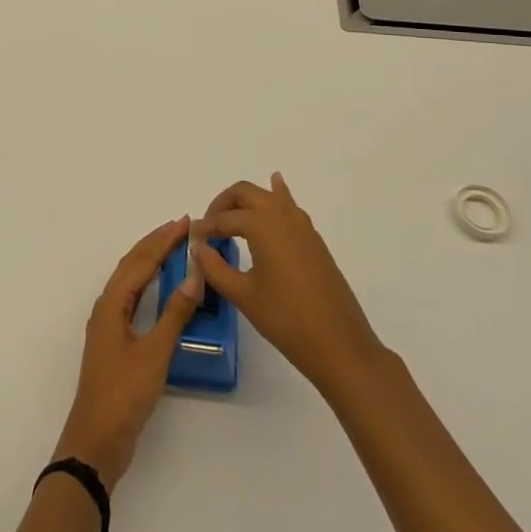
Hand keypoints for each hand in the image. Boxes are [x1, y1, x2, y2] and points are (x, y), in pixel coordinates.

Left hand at [53, 218, 202, 488]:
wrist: (96, 440)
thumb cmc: (124, 393)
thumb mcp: (155, 352)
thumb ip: (175, 313)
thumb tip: (194, 274)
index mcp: (112, 304)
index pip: (141, 261)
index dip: (163, 240)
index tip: (185, 223)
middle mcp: (107, 307)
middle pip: (132, 265)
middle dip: (156, 244)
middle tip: (182, 228)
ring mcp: (108, 325)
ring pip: (131, 281)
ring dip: (151, 261)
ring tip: (174, 248)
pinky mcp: (114, 342)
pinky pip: (133, 299)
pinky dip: (148, 284)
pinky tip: (161, 289)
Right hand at [191, 173, 384, 397]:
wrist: (338, 344)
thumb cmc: (285, 319)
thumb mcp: (243, 295)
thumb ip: (215, 268)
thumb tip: (198, 248)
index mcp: (262, 224)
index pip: (224, 219)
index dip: (205, 229)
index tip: (191, 241)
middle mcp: (282, 215)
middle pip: (245, 193)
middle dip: (222, 205)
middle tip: (209, 229)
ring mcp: (302, 225)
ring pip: (268, 196)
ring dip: (246, 202)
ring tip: (230, 220)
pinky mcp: (313, 239)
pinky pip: (289, 206)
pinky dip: (277, 195)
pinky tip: (275, 187)